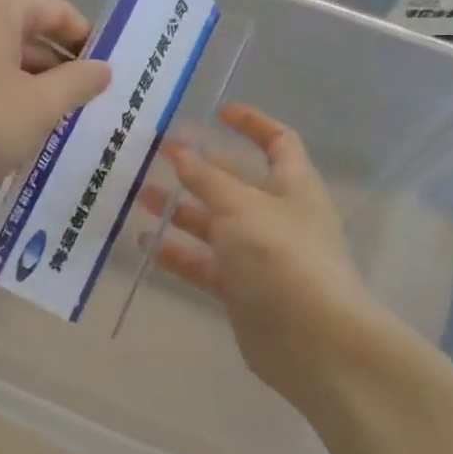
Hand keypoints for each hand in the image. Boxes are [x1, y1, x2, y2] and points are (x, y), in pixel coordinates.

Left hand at [0, 0, 112, 205]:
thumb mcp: (38, 107)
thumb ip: (77, 83)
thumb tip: (104, 68)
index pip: (57, 10)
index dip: (87, 42)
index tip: (106, 75)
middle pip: (24, 30)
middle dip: (56, 68)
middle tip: (83, 105)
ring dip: (26, 85)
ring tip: (50, 122)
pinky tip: (5, 129)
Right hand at [147, 104, 415, 408]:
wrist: (312, 341)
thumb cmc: (281, 256)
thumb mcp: (239, 206)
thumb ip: (206, 178)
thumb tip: (179, 150)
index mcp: (293, 186)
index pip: (278, 142)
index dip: (252, 124)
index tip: (218, 112)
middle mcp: (278, 217)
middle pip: (237, 183)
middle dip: (200, 169)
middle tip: (158, 156)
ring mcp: (260, 255)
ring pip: (215, 224)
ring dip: (181, 210)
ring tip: (139, 196)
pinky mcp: (242, 290)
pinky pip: (206, 263)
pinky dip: (179, 252)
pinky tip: (146, 243)